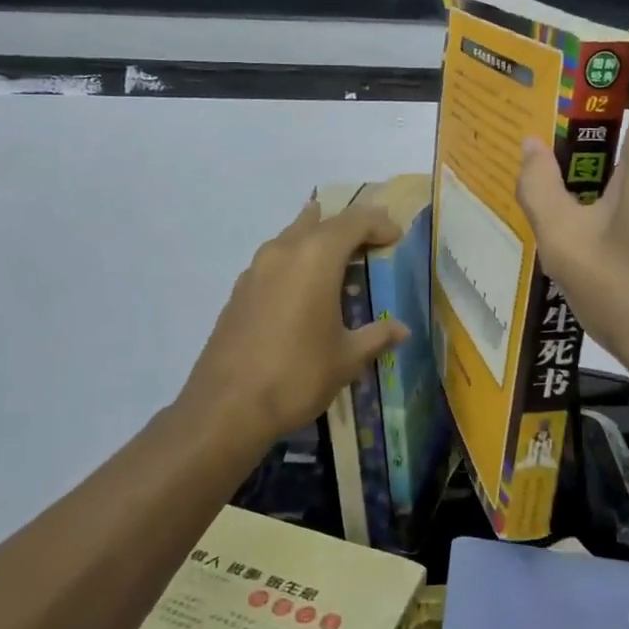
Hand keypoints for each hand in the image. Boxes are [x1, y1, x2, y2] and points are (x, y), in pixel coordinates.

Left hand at [181, 200, 410, 452]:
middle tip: (372, 244)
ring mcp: (255, 269)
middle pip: (321, 223)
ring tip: (338, 256)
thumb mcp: (347, 358)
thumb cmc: (297, 375)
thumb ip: (376, 336)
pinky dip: (296, 262)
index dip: (379, 223)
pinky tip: (303, 288)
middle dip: (349, 228)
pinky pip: (275, 260)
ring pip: (292, 237)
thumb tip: (401, 330)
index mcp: (316, 257)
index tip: (396, 238)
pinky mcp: (239, 291)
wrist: (226, 407)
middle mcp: (284, 251)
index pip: (354, 221)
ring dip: (317, 239)